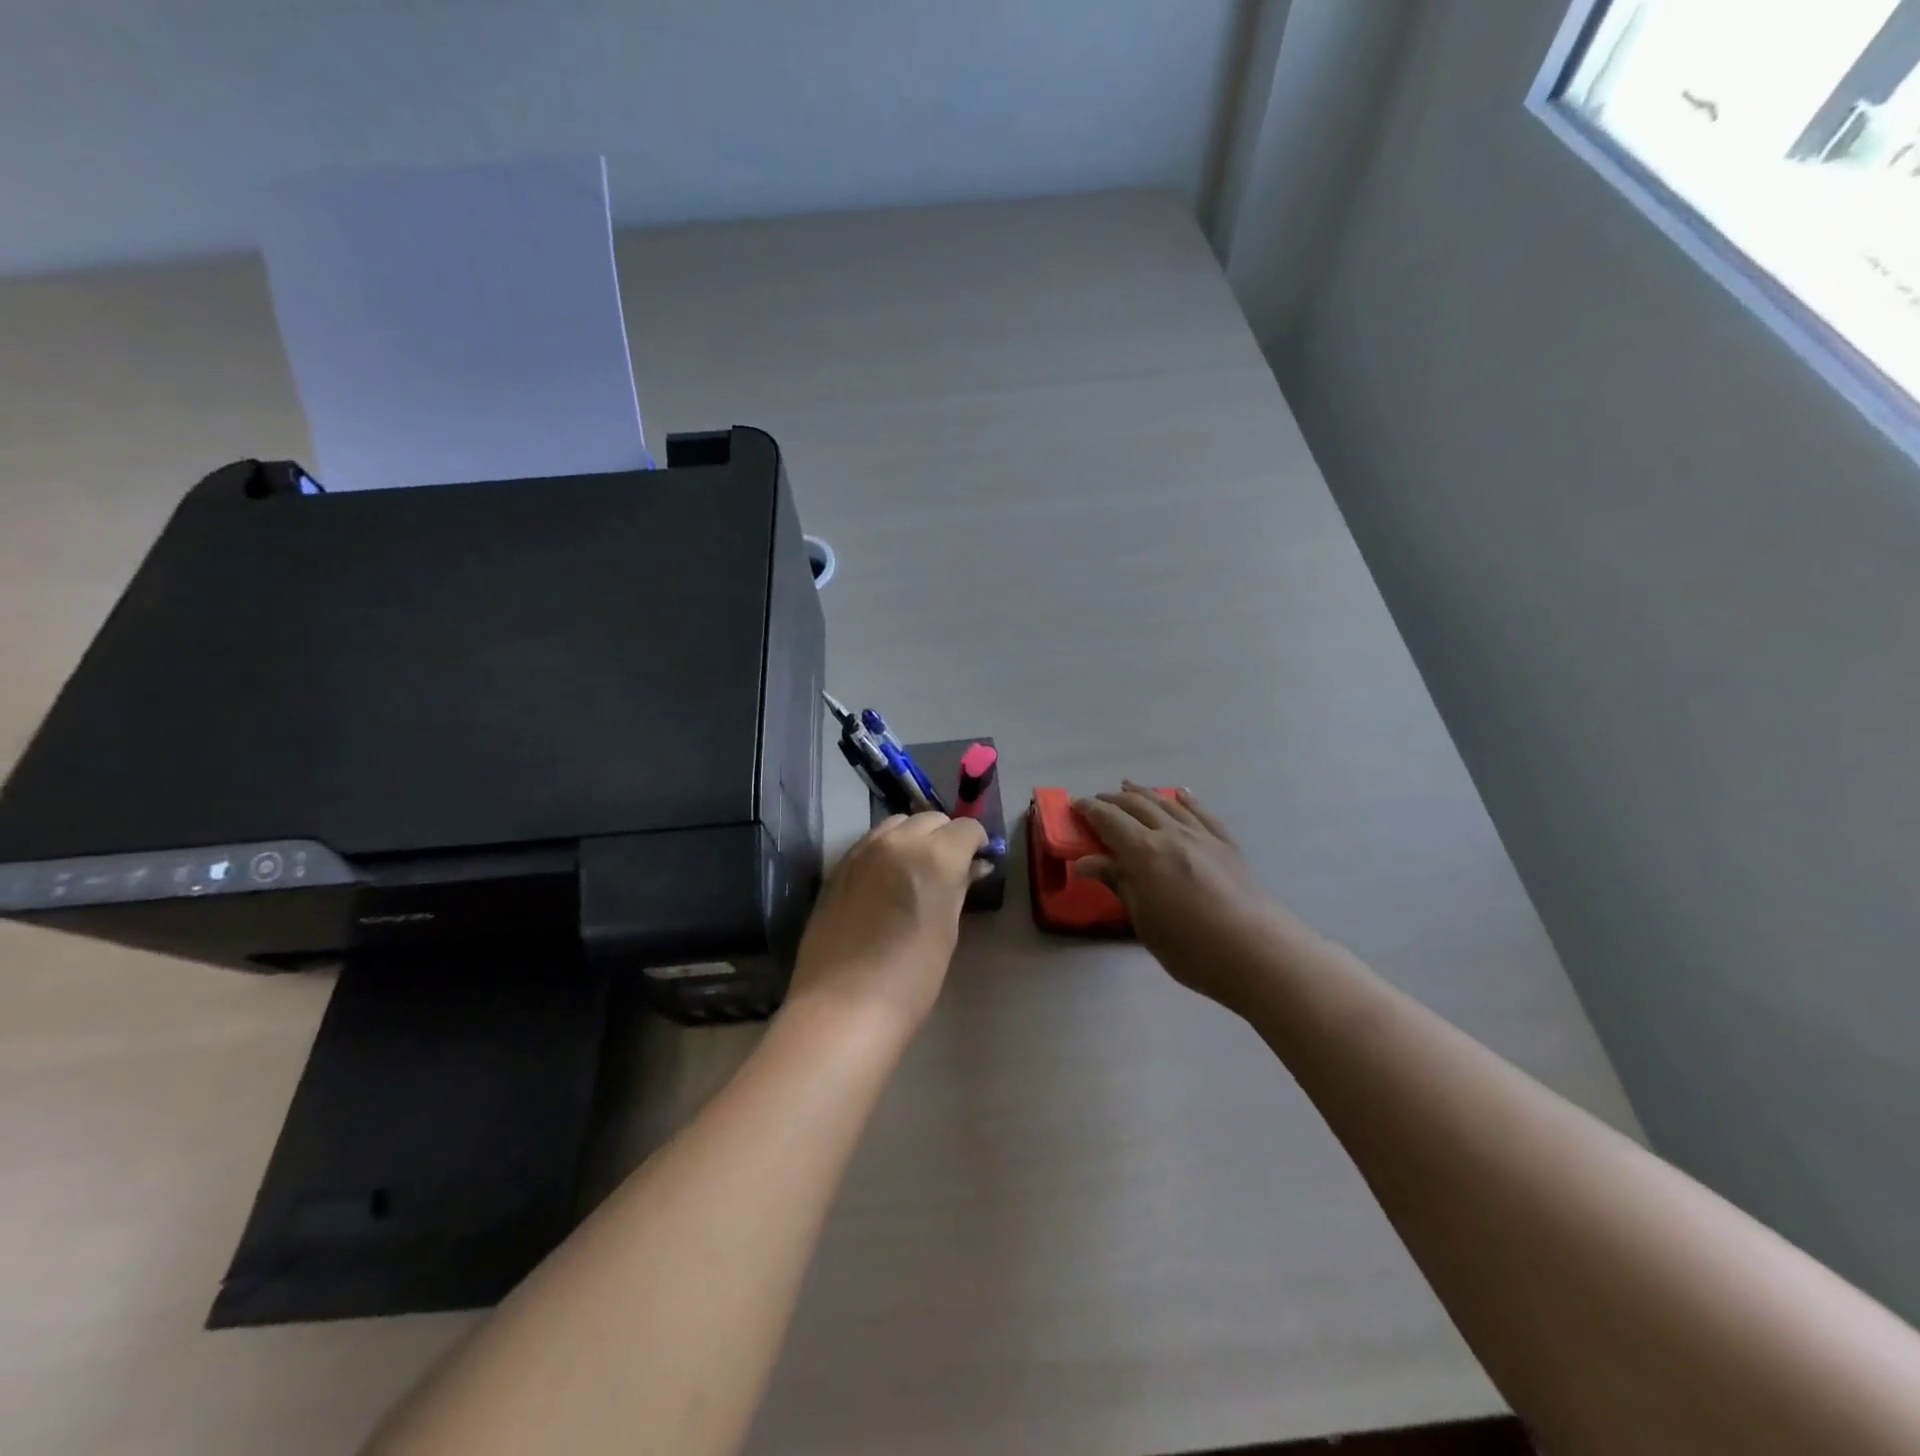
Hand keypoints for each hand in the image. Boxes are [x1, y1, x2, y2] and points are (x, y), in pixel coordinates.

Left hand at [783, 812, 988, 1047]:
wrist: (843, 1005)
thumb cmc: (911, 977)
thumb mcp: (947, 930)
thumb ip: (959, 887)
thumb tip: (973, 866)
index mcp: (935, 856)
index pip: (966, 828)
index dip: (977, 842)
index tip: (978, 862)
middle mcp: (898, 842)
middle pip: (930, 819)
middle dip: (946, 836)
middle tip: (951, 867)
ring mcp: (863, 851)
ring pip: (897, 823)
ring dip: (914, 836)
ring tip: (917, 868)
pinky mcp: (839, 867)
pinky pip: (870, 842)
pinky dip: (887, 848)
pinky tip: (887, 878)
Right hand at [1073, 783, 1309, 1012]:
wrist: (1256, 952)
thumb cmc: (1190, 946)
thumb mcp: (1143, 920)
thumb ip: (1118, 883)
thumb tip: (1085, 862)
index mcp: (1143, 852)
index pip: (1109, 820)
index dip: (1089, 810)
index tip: (1074, 806)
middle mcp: (1171, 834)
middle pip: (1136, 805)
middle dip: (1113, 799)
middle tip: (1097, 802)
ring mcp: (1202, 836)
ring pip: (1167, 803)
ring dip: (1144, 793)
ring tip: (1130, 786)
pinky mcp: (1227, 845)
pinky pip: (1202, 813)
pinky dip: (1187, 800)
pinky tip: (1180, 794)